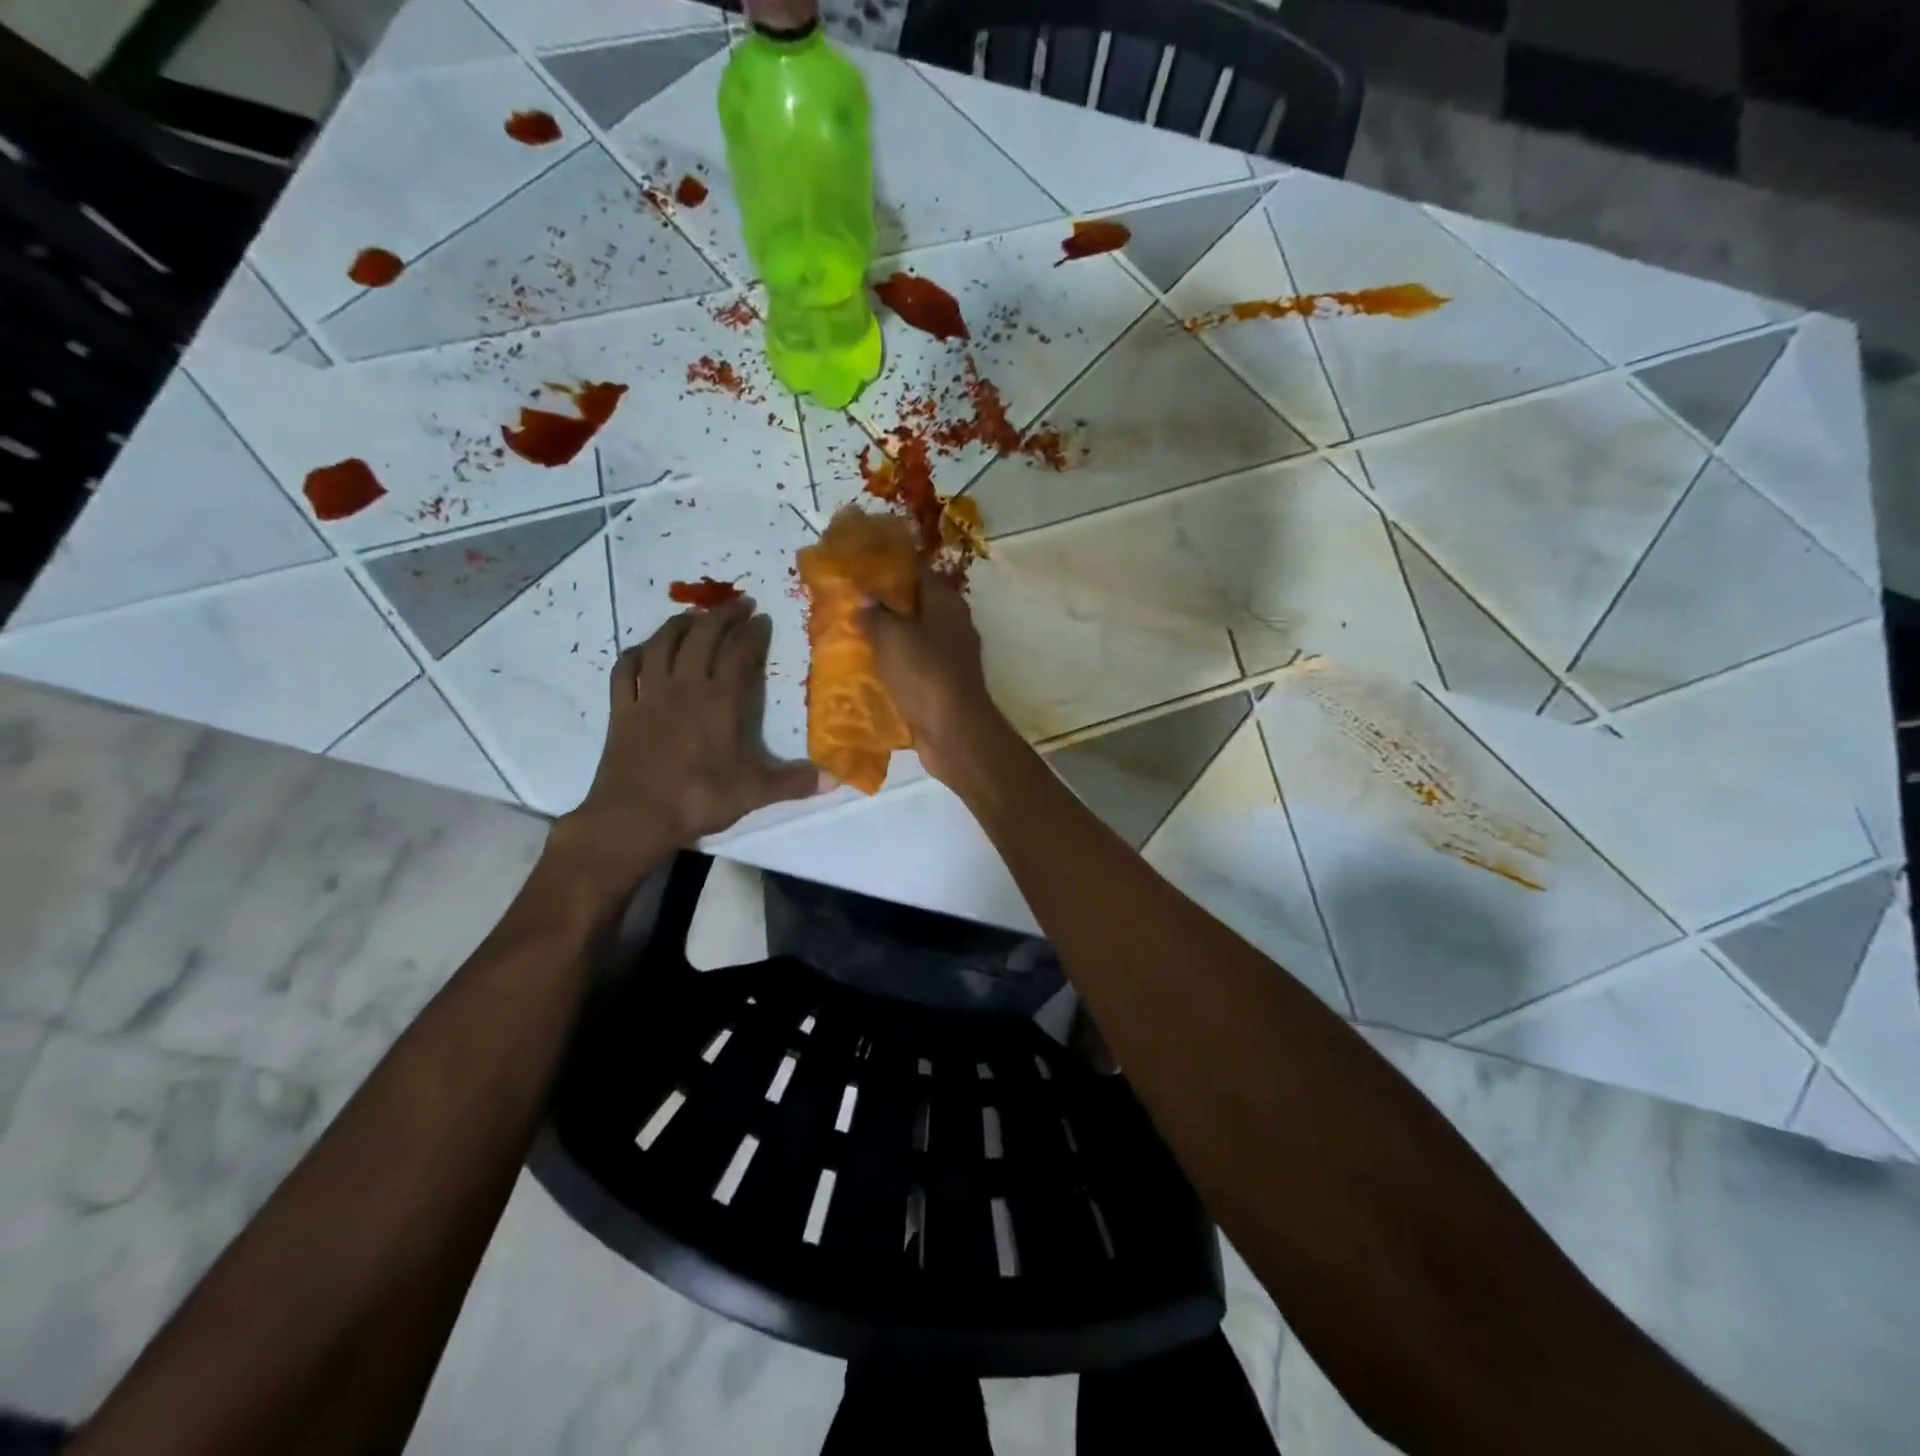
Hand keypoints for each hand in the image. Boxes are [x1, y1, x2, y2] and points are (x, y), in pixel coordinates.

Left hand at [553, 597, 822, 895]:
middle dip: (721, 615)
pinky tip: (644, 650)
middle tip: (737, 603)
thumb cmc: (699, 798)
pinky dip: (636, 653)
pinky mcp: (621, 709)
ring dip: (679, 624)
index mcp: (720, 700)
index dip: (753, 632)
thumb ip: (795, 782)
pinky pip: (626, 669)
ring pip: (662, 644)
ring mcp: (649, 695)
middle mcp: (684, 687)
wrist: (634, 817)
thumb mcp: (755, 792)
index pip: (739, 653)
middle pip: (701, 637)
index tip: (763, 618)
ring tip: (693, 617)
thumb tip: (837, 779)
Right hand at [858, 565, 1013, 787]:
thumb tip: (865, 602)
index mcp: (946, 602)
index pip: (918, 570)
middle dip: (884, 603)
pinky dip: (893, 665)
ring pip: (913, 637)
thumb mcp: (892, 635)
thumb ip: (875, 615)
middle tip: (849, 601)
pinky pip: (913, 666)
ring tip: (851, 633)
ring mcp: (950, 657)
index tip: (860, 562)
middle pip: (915, 604)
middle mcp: (952, 624)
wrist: (953, 731)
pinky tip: (867, 668)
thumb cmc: (925, 673)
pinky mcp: (942, 685)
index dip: (890, 563)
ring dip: (887, 636)